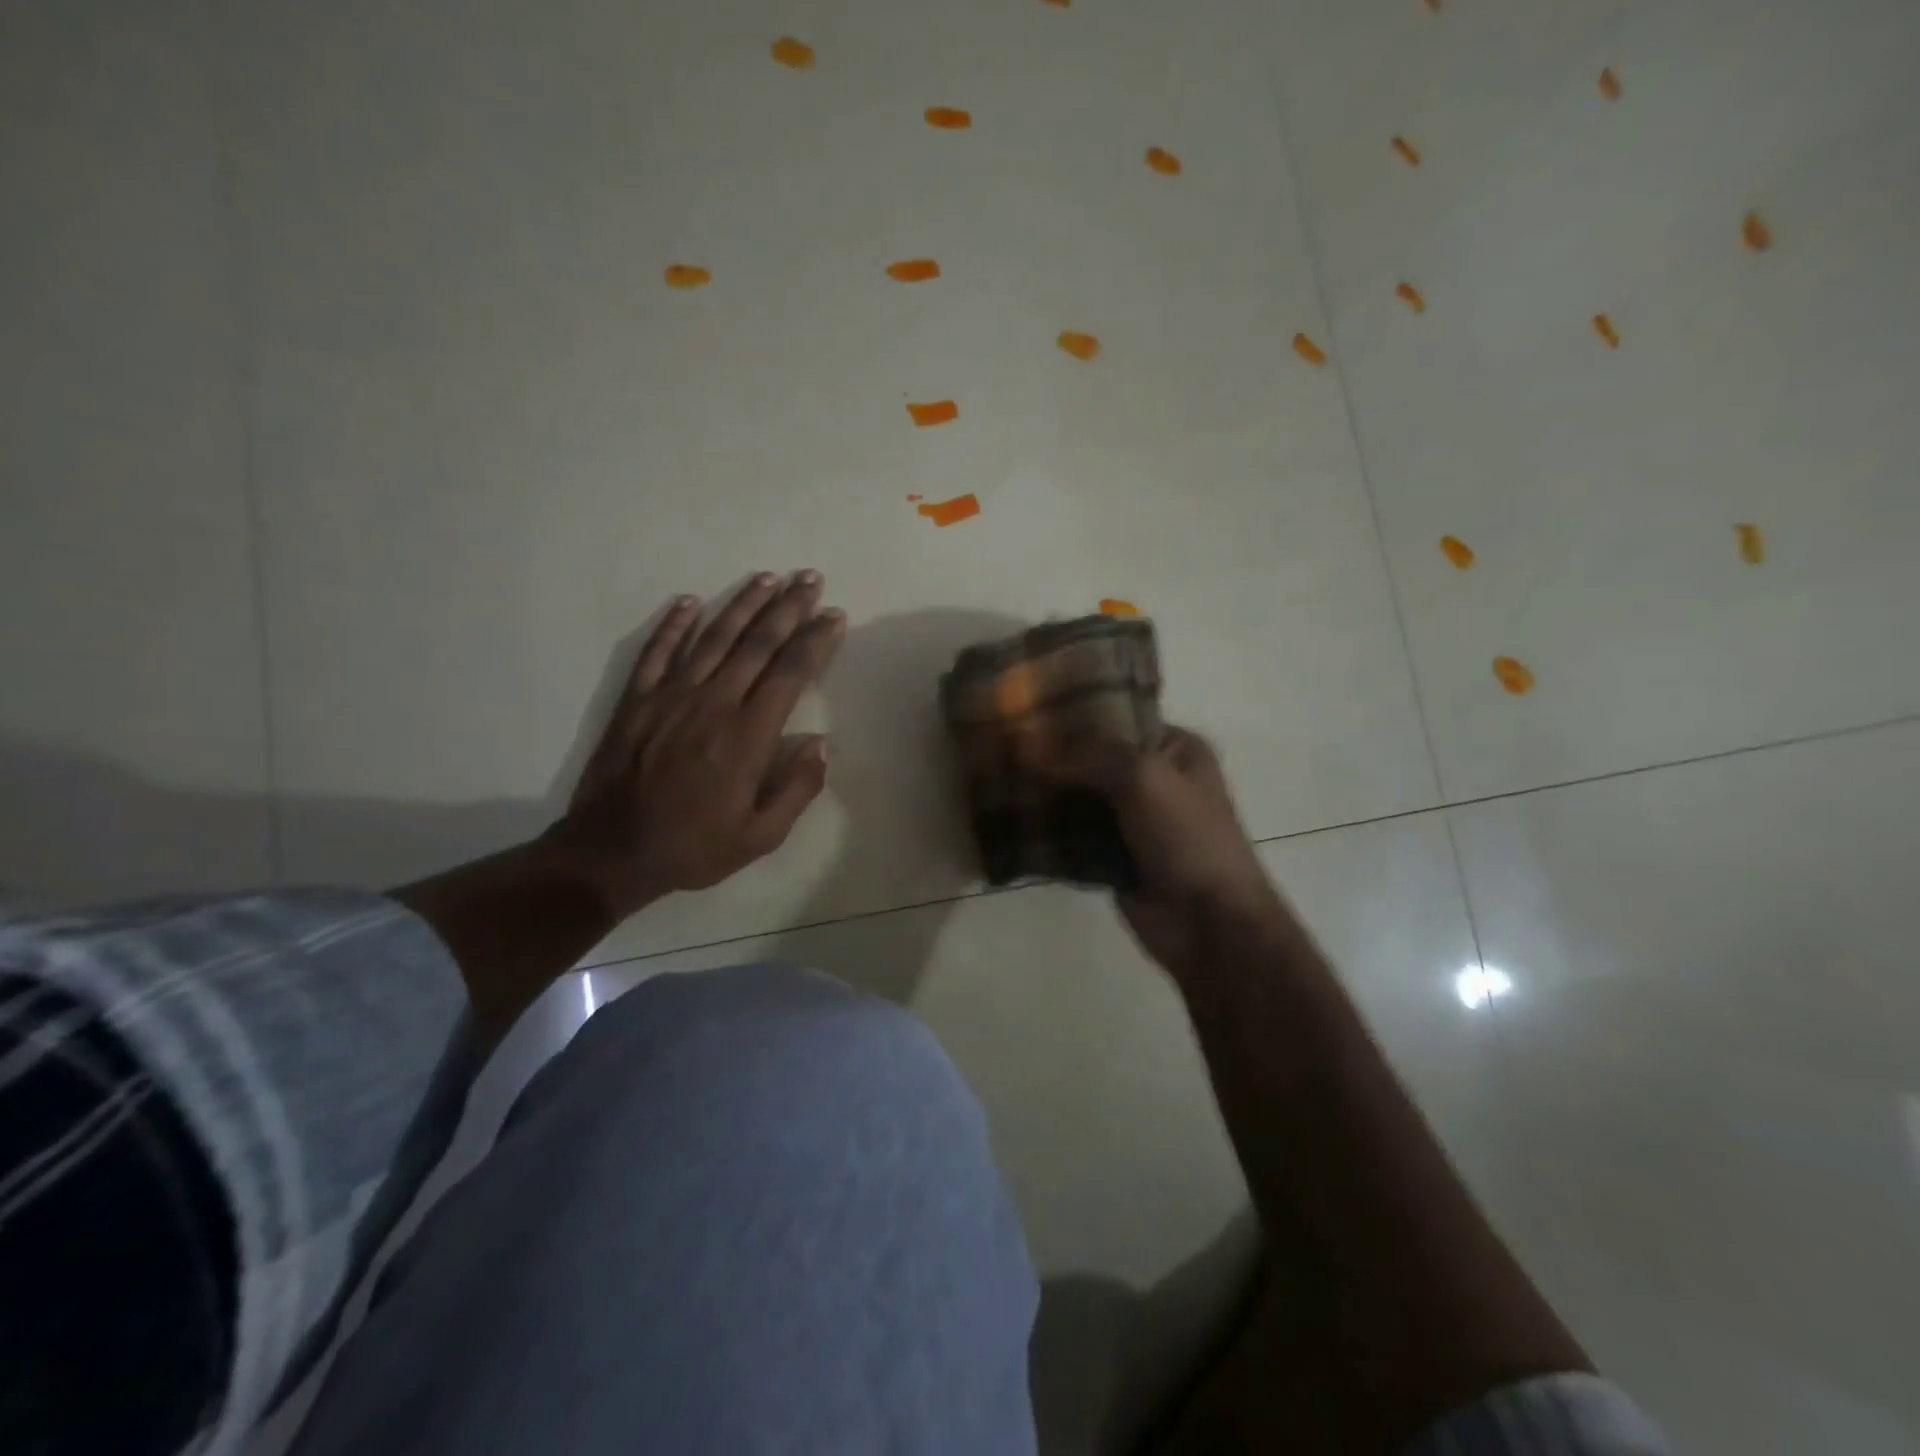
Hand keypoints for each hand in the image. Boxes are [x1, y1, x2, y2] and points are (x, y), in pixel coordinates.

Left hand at [550, 571, 845, 920]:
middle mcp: (713, 702)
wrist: (612, 852)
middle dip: (788, 607)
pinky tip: (691, 601)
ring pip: (713, 637)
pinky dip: (674, 624)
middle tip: (809, 578)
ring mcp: (670, 696)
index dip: (816, 640)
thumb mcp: (761, 836)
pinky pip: (657, 651)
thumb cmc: (694, 847)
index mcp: (748, 735)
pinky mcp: (637, 700)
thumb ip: (796, 788)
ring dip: (743, 604)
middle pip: (757, 643)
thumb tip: (821, 744)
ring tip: (768, 577)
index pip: (790, 672)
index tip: (834, 615)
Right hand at [1021, 725, 1284, 973]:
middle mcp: (1153, 778)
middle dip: (1049, 754)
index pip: (1115, 716)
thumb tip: (1024, 742)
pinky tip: (1006, 815)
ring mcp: (1131, 820)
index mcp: (1175, 748)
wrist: (1209, 924)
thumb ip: (1086, 755)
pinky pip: (1070, 833)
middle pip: (1090, 758)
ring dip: (1042, 791)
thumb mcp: (1143, 777)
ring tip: (993, 775)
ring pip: (1076, 796)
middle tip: (999, 742)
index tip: (1023, 709)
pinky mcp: (1111, 856)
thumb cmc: (1188, 837)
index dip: (1072, 713)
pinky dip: (1045, 828)